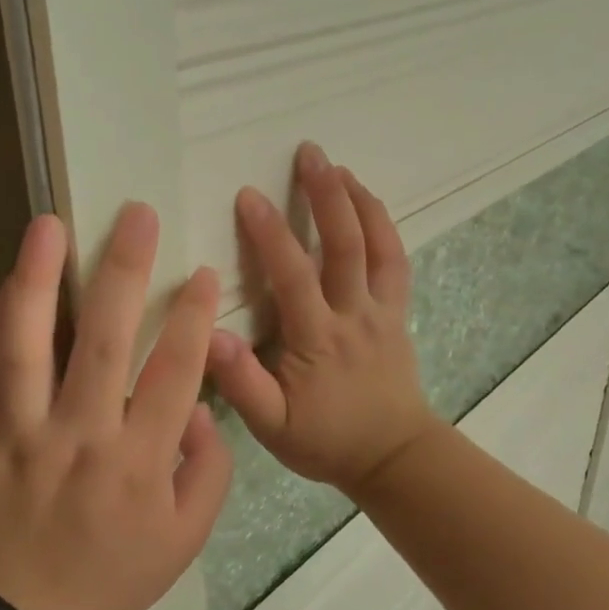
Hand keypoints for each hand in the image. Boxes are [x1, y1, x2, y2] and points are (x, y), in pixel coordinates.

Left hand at [0, 205, 231, 609]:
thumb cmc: (108, 576)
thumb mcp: (184, 540)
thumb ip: (207, 468)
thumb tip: (196, 403)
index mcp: (139, 464)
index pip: (175, 372)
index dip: (193, 317)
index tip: (202, 273)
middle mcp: (81, 438)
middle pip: (107, 341)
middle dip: (127, 272)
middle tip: (137, 216)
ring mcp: (21, 433)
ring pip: (30, 344)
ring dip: (42, 278)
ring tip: (49, 226)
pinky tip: (11, 279)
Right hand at [208, 143, 438, 499]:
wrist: (392, 456)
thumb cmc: (325, 440)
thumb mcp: (272, 426)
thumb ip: (241, 383)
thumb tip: (210, 335)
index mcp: (317, 339)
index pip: (292, 275)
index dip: (269, 233)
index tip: (247, 194)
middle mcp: (353, 315)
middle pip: (344, 245)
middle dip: (325, 195)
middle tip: (309, 153)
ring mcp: (381, 311)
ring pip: (377, 246)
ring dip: (359, 201)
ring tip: (339, 166)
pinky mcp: (397, 313)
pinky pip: (396, 262)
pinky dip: (384, 227)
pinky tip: (370, 203)